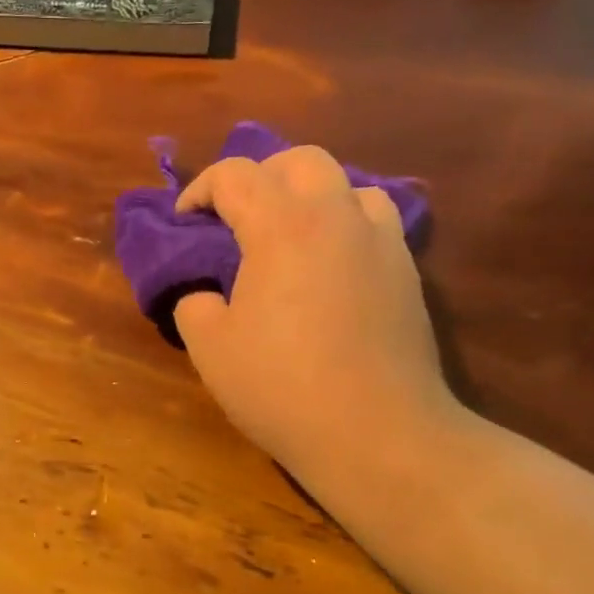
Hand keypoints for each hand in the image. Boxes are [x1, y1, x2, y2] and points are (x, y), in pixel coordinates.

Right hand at [172, 146, 462, 490]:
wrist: (377, 432)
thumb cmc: (282, 388)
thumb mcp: (210, 350)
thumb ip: (194, 305)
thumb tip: (204, 293)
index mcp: (282, 226)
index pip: (235, 175)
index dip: (200, 189)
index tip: (185, 220)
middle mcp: (336, 217)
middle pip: (300, 160)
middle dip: (260, 176)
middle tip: (238, 217)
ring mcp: (381, 242)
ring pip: (347, 184)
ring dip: (311, 196)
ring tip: (290, 235)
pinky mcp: (408, 272)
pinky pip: (375, 223)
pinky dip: (345, 226)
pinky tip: (331, 267)